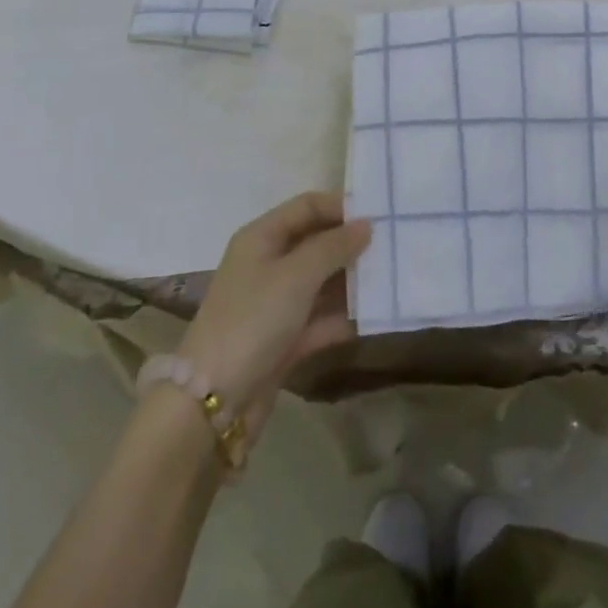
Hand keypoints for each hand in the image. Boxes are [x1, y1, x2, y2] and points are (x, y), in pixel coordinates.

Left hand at [178, 191, 369, 425]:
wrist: (214, 402)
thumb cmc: (253, 320)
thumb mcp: (296, 275)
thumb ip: (334, 246)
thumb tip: (366, 224)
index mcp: (262, 237)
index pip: (307, 206)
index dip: (341, 206)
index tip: (380, 214)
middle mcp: (268, 263)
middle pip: (316, 242)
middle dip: (351, 244)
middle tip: (393, 246)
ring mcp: (276, 303)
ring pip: (322, 281)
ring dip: (352, 281)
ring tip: (392, 278)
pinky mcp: (284, 339)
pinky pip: (321, 318)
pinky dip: (343, 317)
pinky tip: (375, 316)